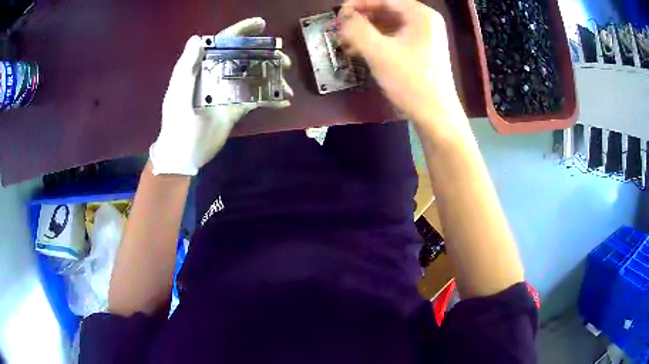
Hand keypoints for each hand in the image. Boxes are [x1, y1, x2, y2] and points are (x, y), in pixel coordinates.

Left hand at [150, 18, 293, 175]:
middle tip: (284, 61)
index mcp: (203, 69)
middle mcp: (217, 76)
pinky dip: (270, 100)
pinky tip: (283, 101)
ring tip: (287, 86)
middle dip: (266, 55)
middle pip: (244, 58)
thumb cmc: (177, 126)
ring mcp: (228, 93)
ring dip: (272, 78)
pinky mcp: (235, 109)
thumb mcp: (178, 95)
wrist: (183, 156)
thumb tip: (197, 37)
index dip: (241, 31)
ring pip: (253, 77)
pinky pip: (255, 100)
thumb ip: (186, 68)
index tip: (262, 24)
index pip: (223, 43)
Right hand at [338, 0, 460, 123]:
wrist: (435, 116)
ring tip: (344, 41)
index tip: (338, 13)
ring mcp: (425, 37)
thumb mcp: (379, 52)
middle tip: (339, 28)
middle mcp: (425, 21)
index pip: (384, 0)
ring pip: (389, 25)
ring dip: (366, 31)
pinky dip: (376, 42)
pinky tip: (359, 51)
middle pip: (386, 11)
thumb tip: (342, 16)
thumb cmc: (410, 81)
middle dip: (361, 19)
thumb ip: (356, 29)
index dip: (358, 3)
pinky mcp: (421, 51)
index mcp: (420, 15)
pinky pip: (394, 38)